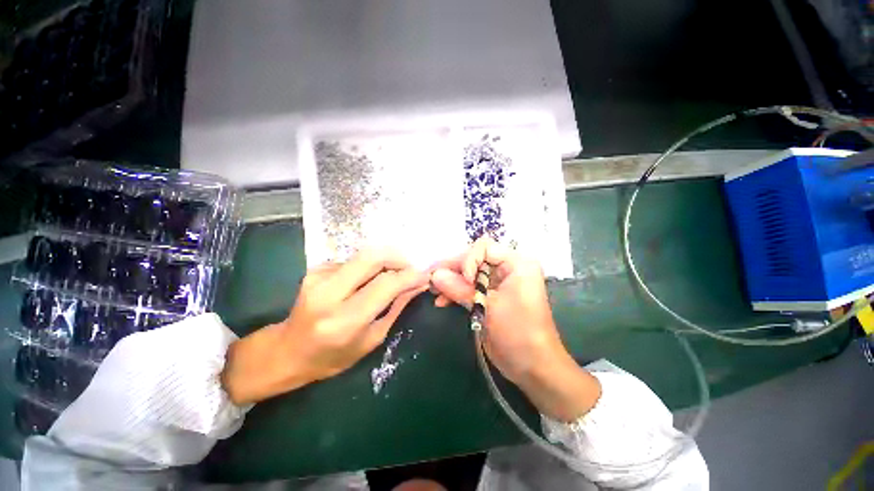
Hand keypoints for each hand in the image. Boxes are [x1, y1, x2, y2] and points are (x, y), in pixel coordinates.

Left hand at [221, 249, 428, 404]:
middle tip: (410, 267)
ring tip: (393, 274)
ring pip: (364, 255)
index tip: (425, 274)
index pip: (385, 285)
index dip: (409, 276)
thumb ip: (396, 307)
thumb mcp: (372, 339)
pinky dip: (368, 267)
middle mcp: (328, 293)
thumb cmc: (333, 356)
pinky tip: (367, 280)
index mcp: (344, 320)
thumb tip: (418, 284)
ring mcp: (318, 277)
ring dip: (385, 261)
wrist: (288, 351)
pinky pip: (353, 260)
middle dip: (398, 258)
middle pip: (372, 257)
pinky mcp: (315, 269)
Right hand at [430, 237, 600, 421]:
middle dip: (453, 269)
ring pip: (469, 273)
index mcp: (517, 263)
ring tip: (433, 291)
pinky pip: (471, 287)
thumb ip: (460, 289)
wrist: (534, 367)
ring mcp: (500, 281)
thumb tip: (434, 275)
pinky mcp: (492, 295)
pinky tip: (442, 301)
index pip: (484, 248)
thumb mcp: (488, 308)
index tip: (462, 281)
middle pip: (474, 259)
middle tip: (430, 279)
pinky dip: (457, 292)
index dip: (468, 261)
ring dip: (451, 281)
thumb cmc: (518, 333)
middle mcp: (509, 267)